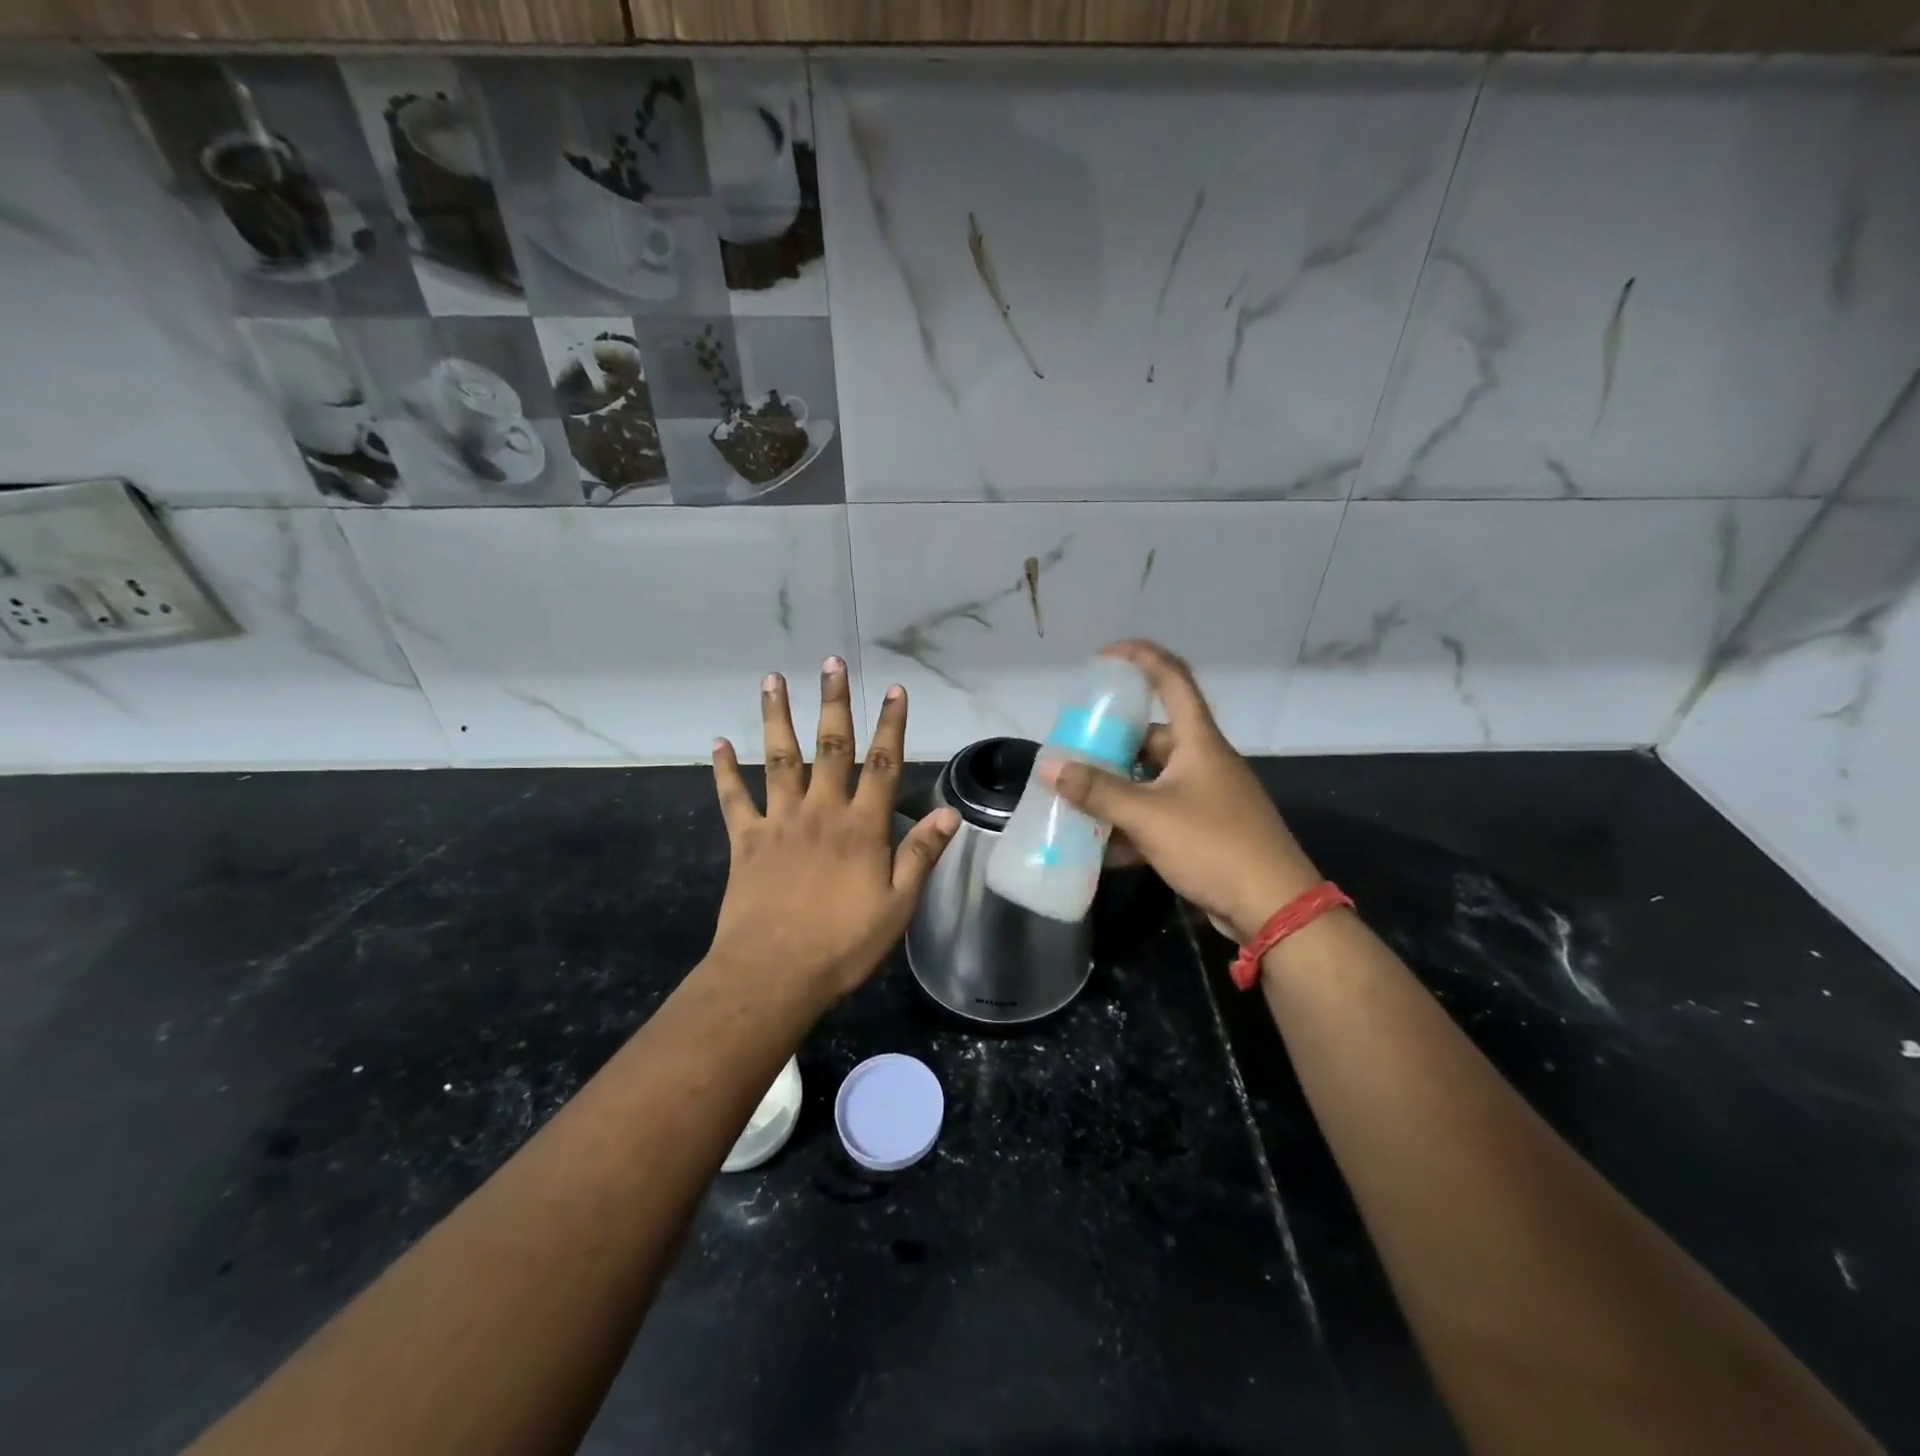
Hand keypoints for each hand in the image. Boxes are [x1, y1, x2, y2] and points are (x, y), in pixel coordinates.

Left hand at [708, 657, 959, 999]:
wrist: (773, 974)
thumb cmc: (842, 944)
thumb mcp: (897, 906)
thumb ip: (920, 856)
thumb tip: (948, 814)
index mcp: (861, 827)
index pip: (882, 764)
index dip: (891, 725)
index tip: (895, 691)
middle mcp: (821, 811)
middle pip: (829, 747)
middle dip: (833, 703)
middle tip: (832, 664)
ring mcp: (779, 822)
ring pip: (779, 759)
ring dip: (777, 718)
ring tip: (773, 680)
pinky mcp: (746, 841)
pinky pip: (734, 799)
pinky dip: (725, 771)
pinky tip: (717, 744)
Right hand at [1041, 640, 1321, 944]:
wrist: (1273, 908)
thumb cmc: (1214, 845)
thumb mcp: (1149, 815)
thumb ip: (1097, 792)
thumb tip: (1050, 767)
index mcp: (1198, 741)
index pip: (1172, 679)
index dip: (1140, 658)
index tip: (1105, 656)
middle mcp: (1202, 762)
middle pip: (1151, 737)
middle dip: (1110, 743)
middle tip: (1072, 750)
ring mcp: (1204, 799)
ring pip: (1149, 782)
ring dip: (1114, 790)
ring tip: (1074, 798)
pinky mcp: (1203, 833)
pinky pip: (1156, 817)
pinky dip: (1129, 826)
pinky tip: (1099, 847)